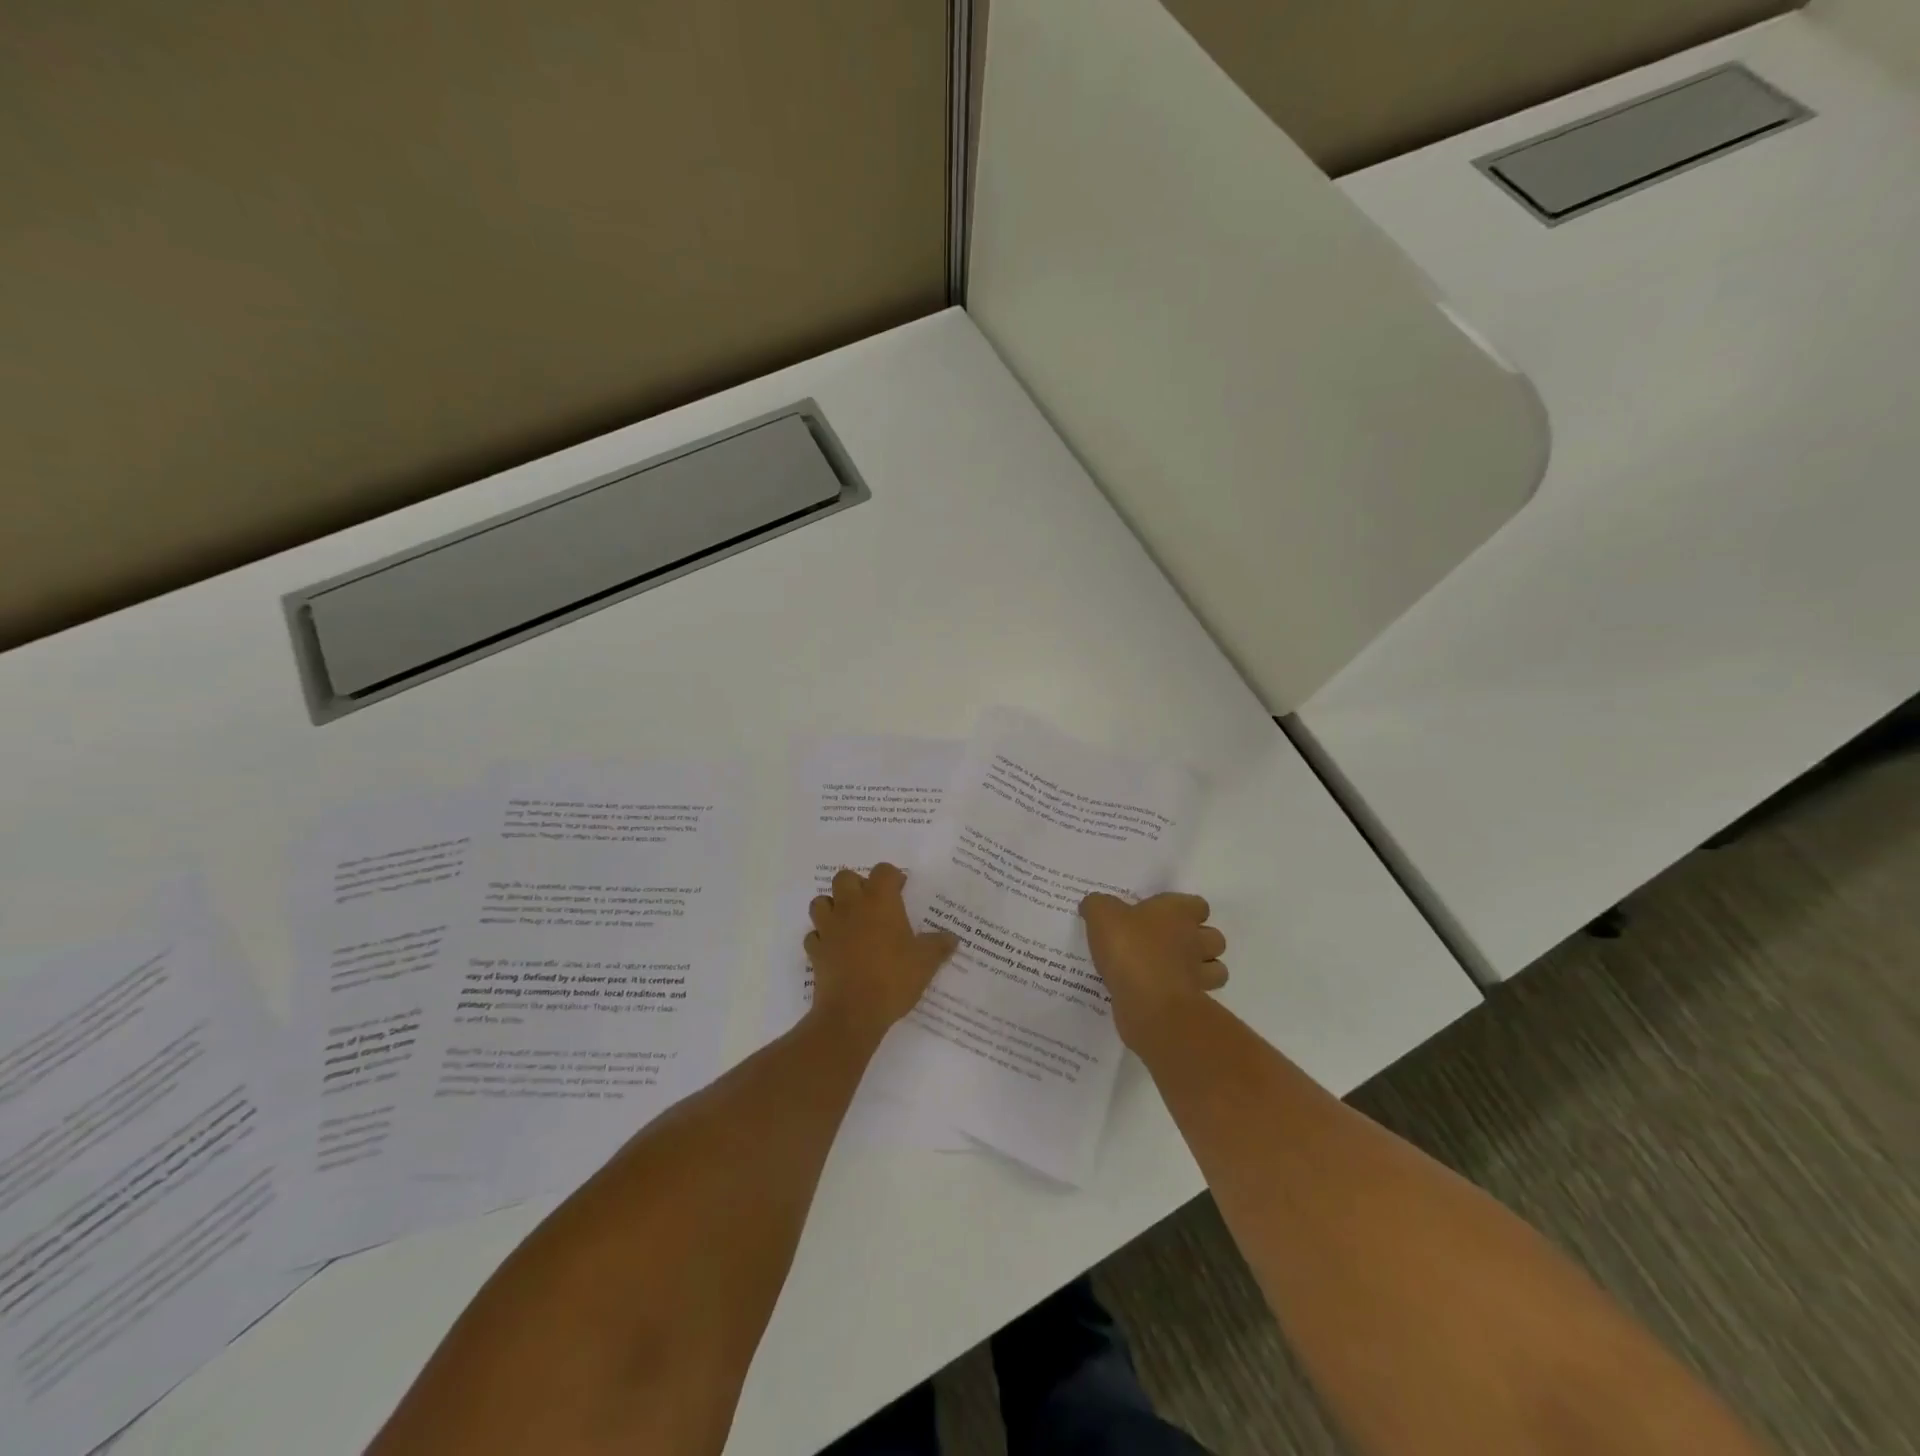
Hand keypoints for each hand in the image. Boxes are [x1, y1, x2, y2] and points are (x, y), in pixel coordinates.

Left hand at [805, 864, 957, 1041]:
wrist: (853, 1013)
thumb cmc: (893, 978)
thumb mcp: (926, 962)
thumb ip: (939, 945)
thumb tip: (952, 938)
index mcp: (879, 901)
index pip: (883, 870)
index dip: (892, 877)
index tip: (901, 890)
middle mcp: (850, 907)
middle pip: (844, 877)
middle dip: (857, 885)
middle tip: (873, 905)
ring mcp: (828, 928)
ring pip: (821, 902)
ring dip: (833, 907)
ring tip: (849, 923)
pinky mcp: (815, 951)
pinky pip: (814, 935)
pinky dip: (823, 938)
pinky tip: (835, 949)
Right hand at [1079, 892, 1227, 1048]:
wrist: (1148, 1003)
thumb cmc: (1130, 948)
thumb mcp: (1102, 915)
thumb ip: (1097, 905)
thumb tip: (1093, 905)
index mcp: (1178, 913)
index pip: (1197, 905)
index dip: (1185, 909)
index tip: (1163, 916)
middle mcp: (1195, 940)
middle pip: (1213, 937)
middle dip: (1199, 941)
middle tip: (1168, 945)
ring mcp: (1198, 974)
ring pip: (1215, 969)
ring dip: (1200, 970)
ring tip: (1171, 971)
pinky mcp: (1193, 1004)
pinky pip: (1196, 996)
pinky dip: (1184, 995)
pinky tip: (1160, 994)